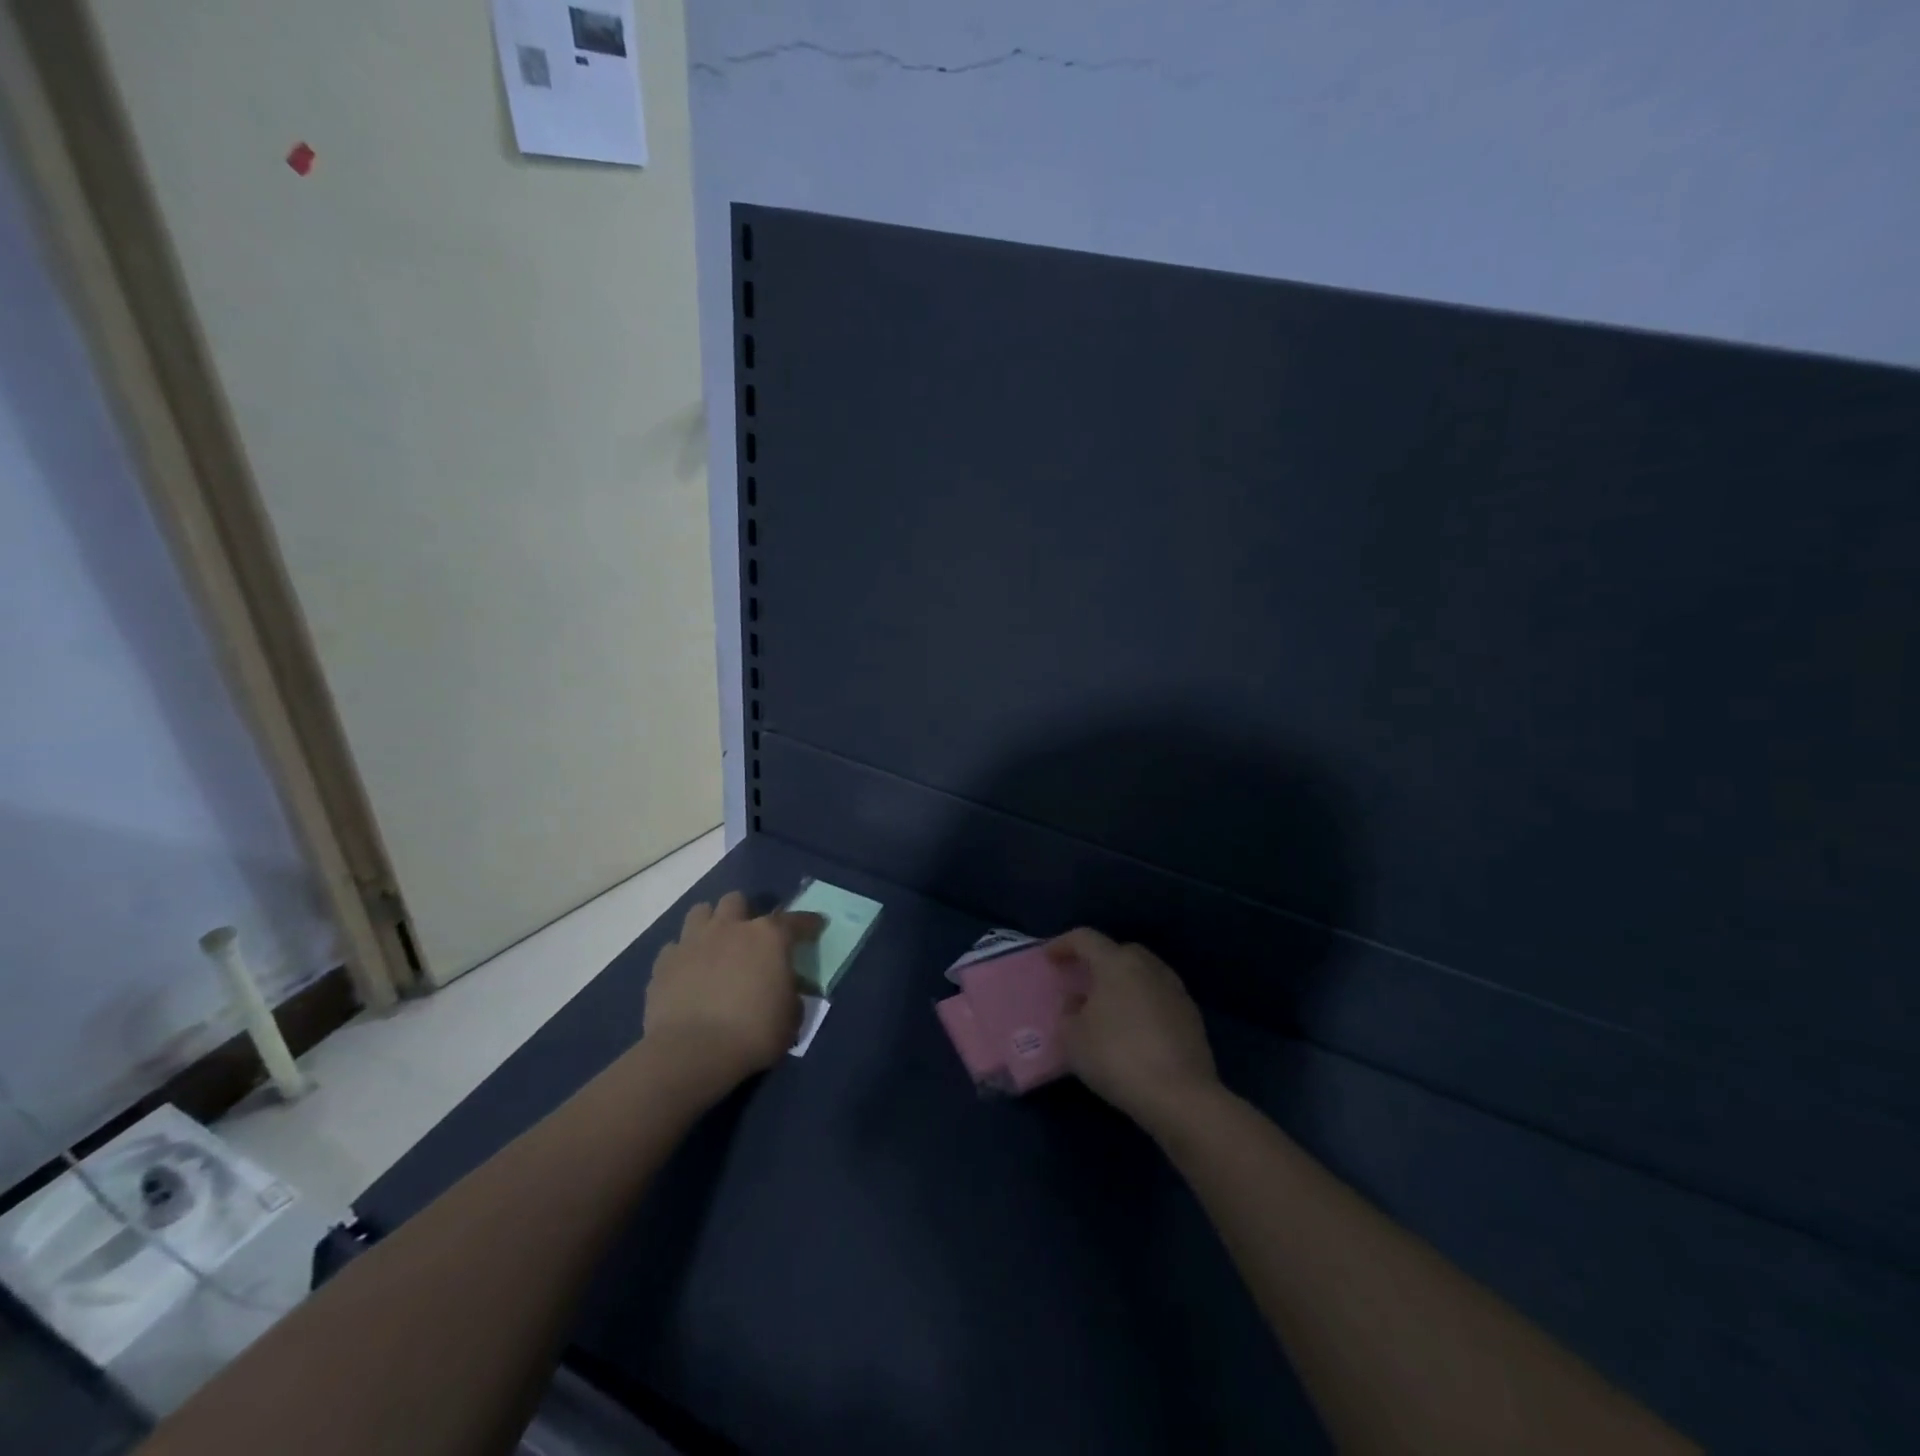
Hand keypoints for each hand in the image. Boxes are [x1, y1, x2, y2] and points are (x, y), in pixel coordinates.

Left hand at [643, 892, 823, 1089]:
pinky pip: (675, 947)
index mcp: (768, 937)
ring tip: (715, 946)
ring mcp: (693, 941)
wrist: (691, 1052)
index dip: (809, 923)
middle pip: (736, 900)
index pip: (796, 920)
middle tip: (749, 938)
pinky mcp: (664, 963)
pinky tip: (688, 973)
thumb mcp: (790, 1018)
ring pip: (701, 912)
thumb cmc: (752, 1033)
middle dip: (744, 914)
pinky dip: (683, 956)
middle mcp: (730, 928)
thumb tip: (786, 989)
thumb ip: (791, 994)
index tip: (816, 926)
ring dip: (711, 924)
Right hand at [1049, 928, 1219, 1131]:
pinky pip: (1159, 997)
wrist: (1180, 1096)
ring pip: (1143, 973)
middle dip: (1098, 962)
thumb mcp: (1073, 1038)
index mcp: (1116, 963)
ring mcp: (1175, 990)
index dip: (1063, 944)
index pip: (1085, 938)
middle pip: (1118, 952)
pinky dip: (1142, 1003)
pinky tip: (1134, 1029)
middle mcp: (1148, 967)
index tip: (1049, 958)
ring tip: (1108, 1007)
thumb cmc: (1117, 1057)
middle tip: (1081, 982)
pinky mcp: (1192, 1016)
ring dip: (1123, 983)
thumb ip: (1068, 1013)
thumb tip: (1078, 1004)